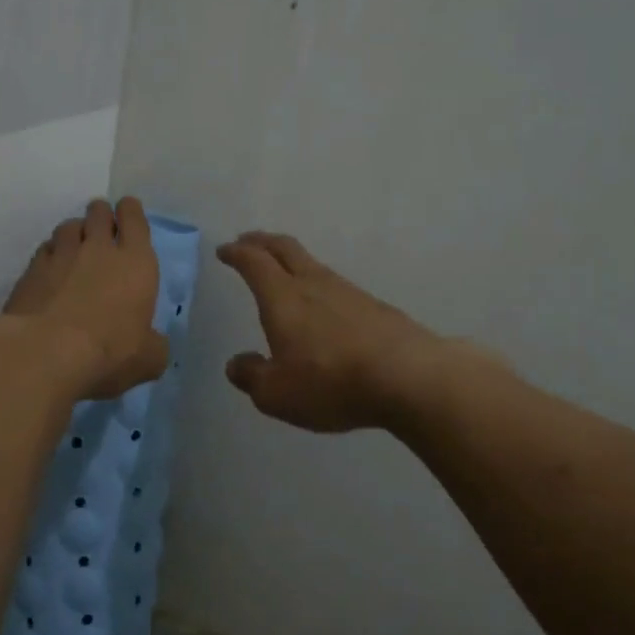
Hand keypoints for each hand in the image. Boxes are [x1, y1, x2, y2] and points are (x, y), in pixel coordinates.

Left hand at [0, 198, 168, 399]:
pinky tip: (51, 269)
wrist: (47, 352)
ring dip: (75, 232)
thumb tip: (152, 343)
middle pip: (98, 213)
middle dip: (102, 215)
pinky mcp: (31, 271)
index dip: (130, 212)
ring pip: (69, 226)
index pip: (134, 219)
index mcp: (135, 262)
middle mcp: (98, 249)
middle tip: (102, 226)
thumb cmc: (110, 351)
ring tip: (75, 245)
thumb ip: (154, 344)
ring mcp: (61, 256)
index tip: (127, 212)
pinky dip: (51, 254)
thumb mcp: (149, 359)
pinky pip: (45, 250)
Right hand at [216, 231, 454, 432]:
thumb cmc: (331, 383)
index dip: (237, 253)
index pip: (254, 263)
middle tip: (248, 241)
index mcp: (283, 298)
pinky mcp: (375, 308)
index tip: (225, 250)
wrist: (409, 377)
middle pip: (285, 249)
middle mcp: (314, 285)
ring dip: (292, 262)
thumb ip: (252, 377)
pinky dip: (318, 286)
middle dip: (263, 242)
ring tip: (283, 273)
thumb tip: (237, 364)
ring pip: (313, 265)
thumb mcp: (277, 393)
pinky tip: (323, 307)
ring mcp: (349, 292)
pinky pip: (336, 287)